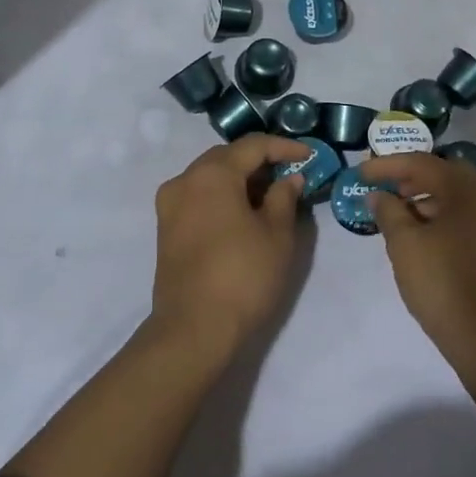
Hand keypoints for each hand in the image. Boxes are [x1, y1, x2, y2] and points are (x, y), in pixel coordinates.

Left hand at [151, 135, 309, 358]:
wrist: (193, 330)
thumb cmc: (243, 276)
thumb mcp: (277, 235)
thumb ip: (285, 197)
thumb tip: (289, 178)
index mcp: (212, 173)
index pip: (253, 146)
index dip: (284, 147)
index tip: (309, 156)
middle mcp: (185, 180)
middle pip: (227, 157)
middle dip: (260, 161)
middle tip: (290, 174)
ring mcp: (170, 204)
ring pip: (210, 176)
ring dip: (240, 179)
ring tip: (270, 195)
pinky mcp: (166, 228)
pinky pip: (198, 196)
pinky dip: (222, 196)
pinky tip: (243, 213)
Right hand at [363, 153, 475, 390]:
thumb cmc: (444, 286)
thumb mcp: (405, 245)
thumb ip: (388, 211)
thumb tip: (379, 195)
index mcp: (468, 190)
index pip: (422, 163)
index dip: (388, 166)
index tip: (361, 173)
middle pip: (446, 175)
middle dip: (411, 178)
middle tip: (384, 189)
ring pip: (460, 197)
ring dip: (429, 198)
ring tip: (400, 215)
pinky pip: (471, 216)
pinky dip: (446, 216)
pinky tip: (426, 235)